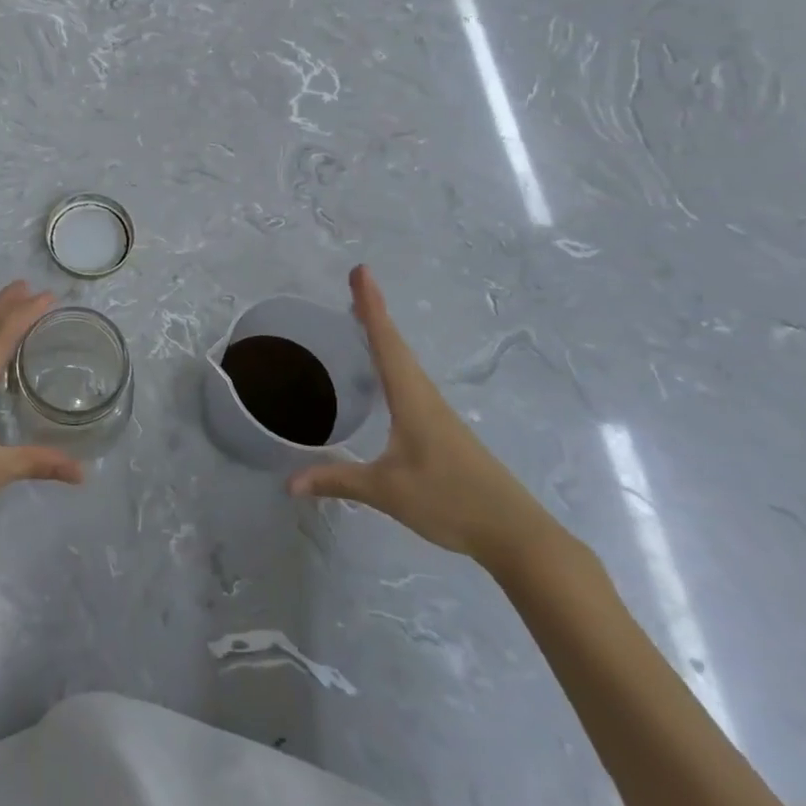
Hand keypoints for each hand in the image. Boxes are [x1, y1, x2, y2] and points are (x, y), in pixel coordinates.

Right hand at [288, 266, 556, 570]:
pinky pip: (411, 381)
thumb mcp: (387, 491)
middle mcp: (425, 396)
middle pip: (395, 344)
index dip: (371, 306)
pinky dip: (393, 361)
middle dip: (374, 311)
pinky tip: (386, 373)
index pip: (386, 342)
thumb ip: (337, 480)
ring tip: (363, 316)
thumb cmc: (450, 501)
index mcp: (411, 398)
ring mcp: (438, 413)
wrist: (517, 535)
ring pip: (405, 362)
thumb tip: (288, 483)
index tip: (361, 271)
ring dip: (384, 334)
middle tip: (357, 281)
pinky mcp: (443, 430)